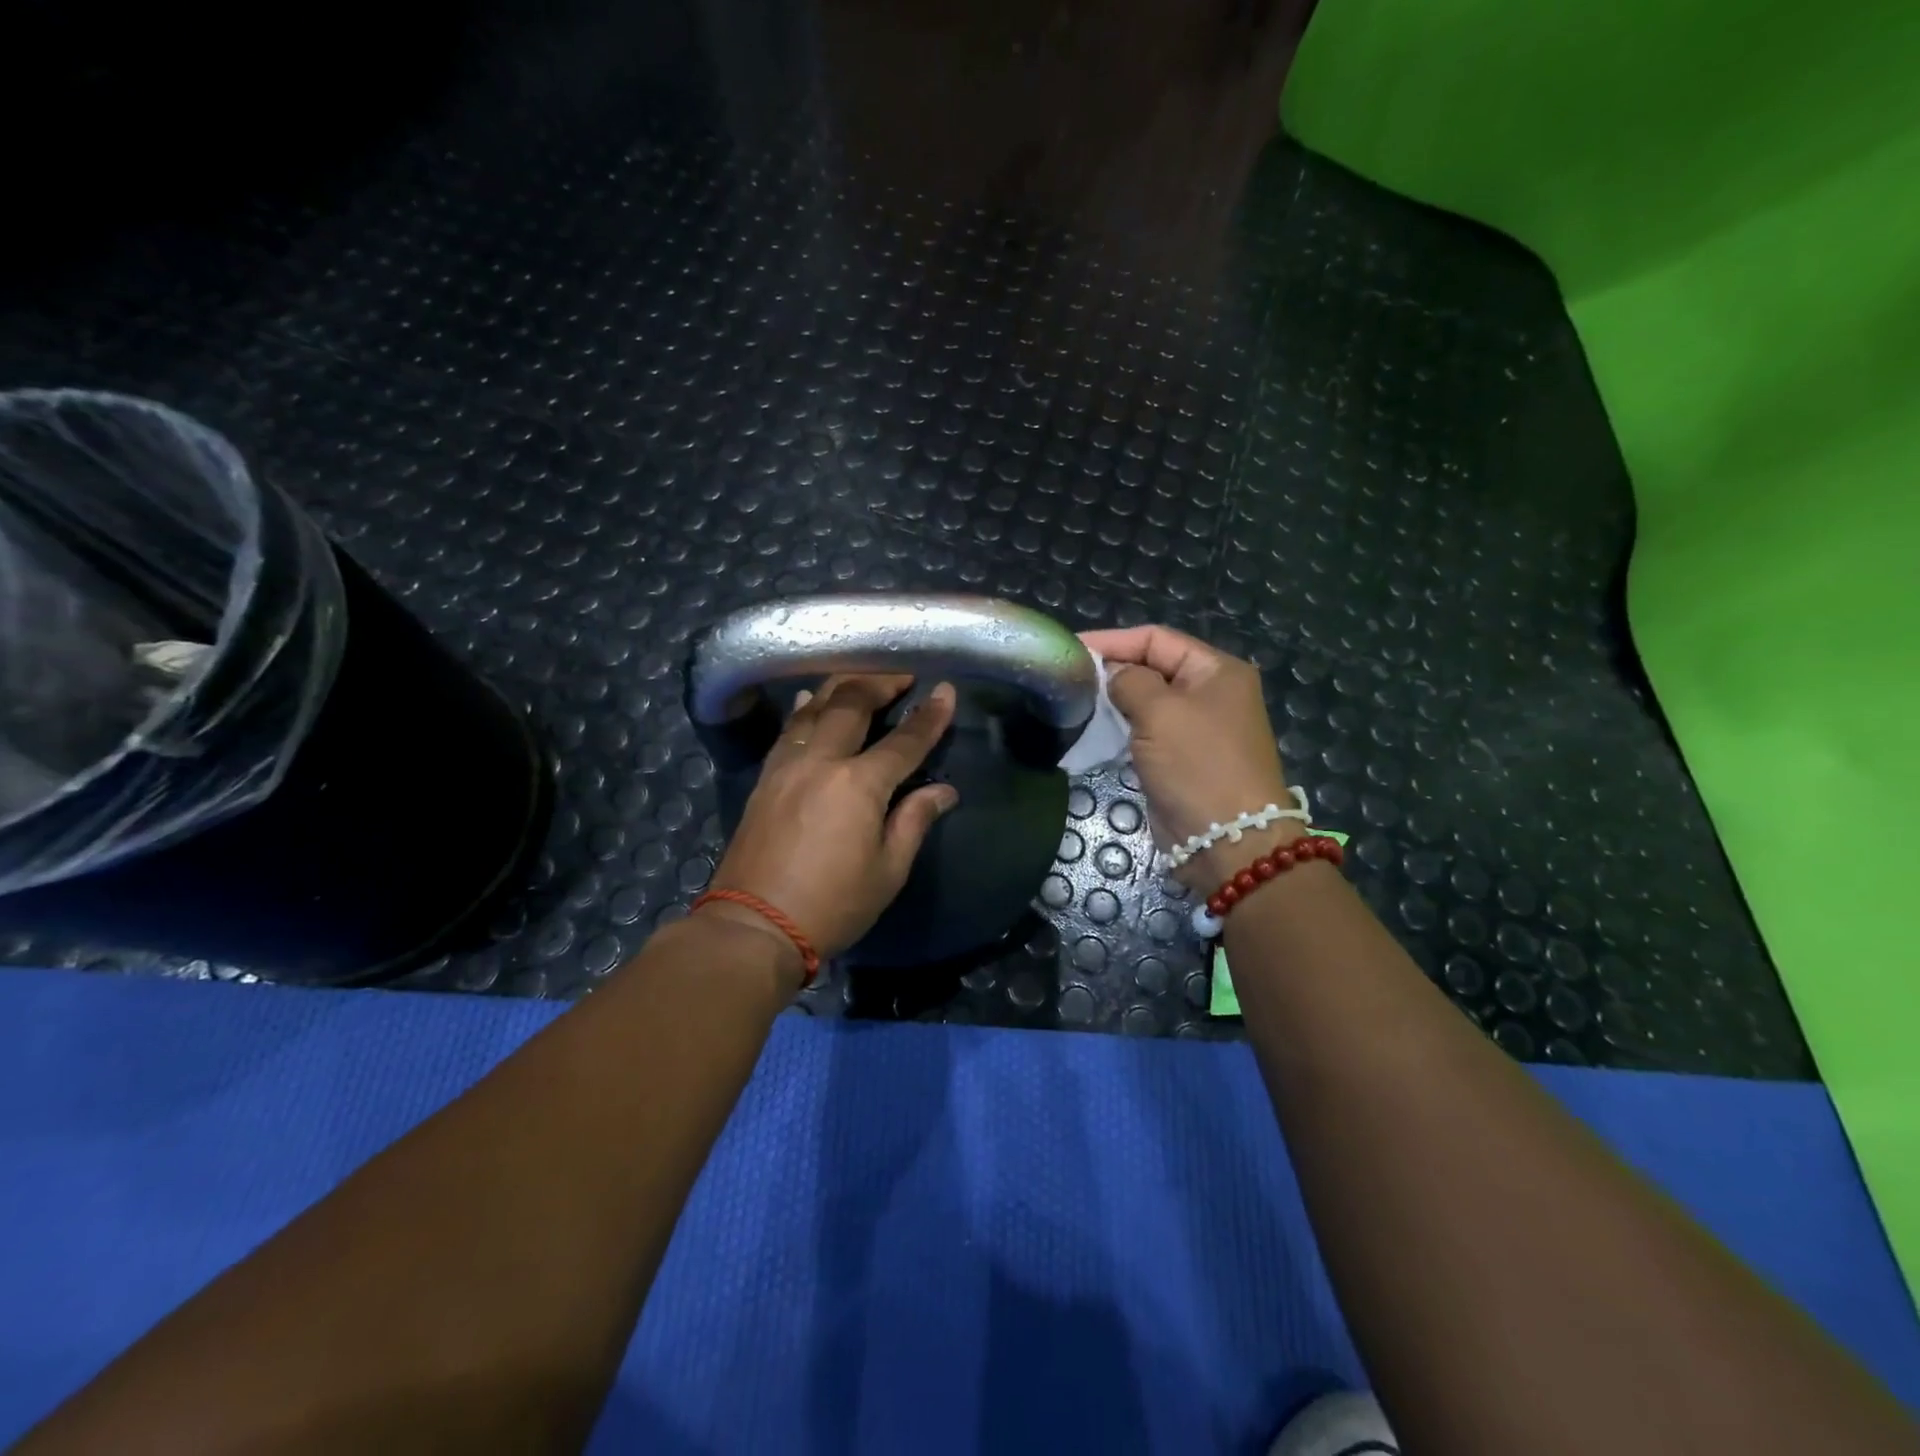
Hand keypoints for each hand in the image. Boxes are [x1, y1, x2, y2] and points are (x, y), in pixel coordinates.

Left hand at [702, 674, 958, 979]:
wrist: (755, 926)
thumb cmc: (833, 905)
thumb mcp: (888, 871)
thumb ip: (914, 821)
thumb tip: (943, 790)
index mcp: (858, 785)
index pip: (904, 741)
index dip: (929, 716)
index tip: (946, 690)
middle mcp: (821, 762)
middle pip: (852, 705)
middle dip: (880, 683)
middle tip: (901, 675)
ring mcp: (787, 766)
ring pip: (814, 709)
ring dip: (840, 687)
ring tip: (860, 678)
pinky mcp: (764, 779)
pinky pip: (788, 731)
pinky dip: (803, 711)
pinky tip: (808, 701)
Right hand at [1078, 625, 1298, 886]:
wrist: (1226, 840)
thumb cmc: (1197, 765)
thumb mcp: (1160, 712)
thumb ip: (1129, 681)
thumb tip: (1111, 674)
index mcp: (1216, 670)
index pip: (1156, 639)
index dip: (1113, 641)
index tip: (1071, 649)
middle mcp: (1209, 693)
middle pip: (1152, 667)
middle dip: (1111, 670)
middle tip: (1067, 677)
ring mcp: (1196, 728)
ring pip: (1146, 702)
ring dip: (1113, 701)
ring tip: (1074, 701)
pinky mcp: (1180, 759)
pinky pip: (1145, 732)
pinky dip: (1120, 728)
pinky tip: (1093, 730)